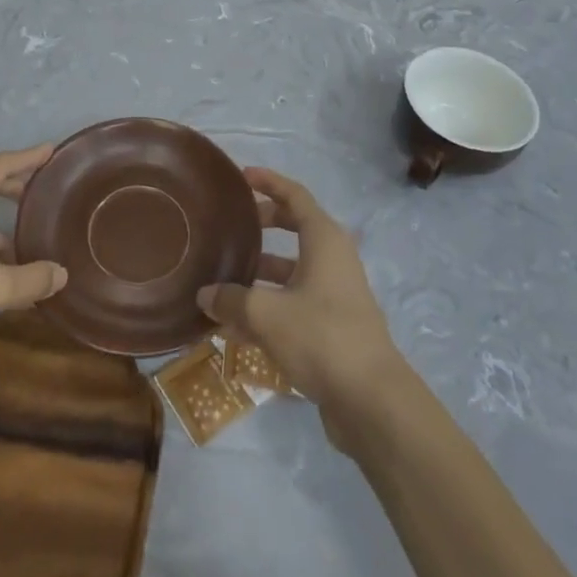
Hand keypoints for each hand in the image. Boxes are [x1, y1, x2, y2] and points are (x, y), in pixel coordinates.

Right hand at [197, 167, 400, 415]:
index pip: (295, 195)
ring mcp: (334, 294)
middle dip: (263, 224)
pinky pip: (293, 303)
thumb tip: (204, 294)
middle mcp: (332, 259)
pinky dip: (268, 305)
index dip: (269, 182)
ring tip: (222, 279)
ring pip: (292, 270)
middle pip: (295, 228)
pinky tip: (234, 327)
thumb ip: (232, 300)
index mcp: (324, 239)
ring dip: (260, 272)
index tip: (242, 176)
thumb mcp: (267, 314)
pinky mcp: (332, 326)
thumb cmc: (321, 337)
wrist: (371, 400)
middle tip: (231, 225)